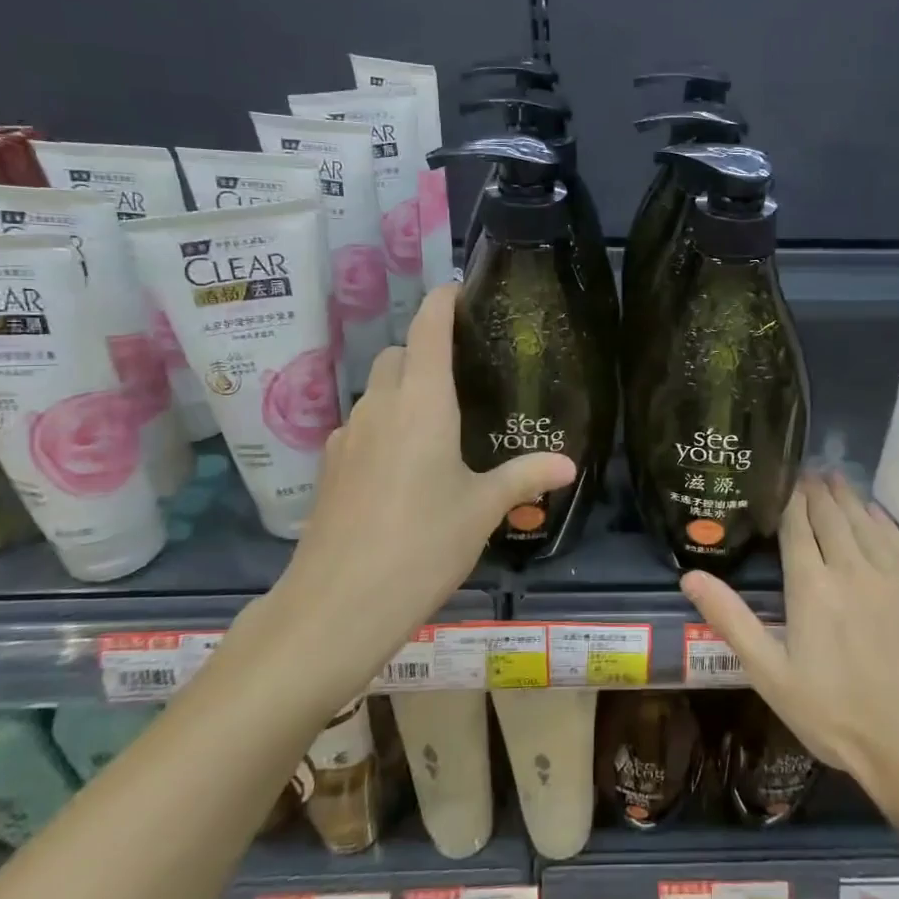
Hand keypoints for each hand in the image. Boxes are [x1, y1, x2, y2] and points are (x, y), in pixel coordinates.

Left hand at [278, 284, 575, 663]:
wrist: (336, 606)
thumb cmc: (422, 545)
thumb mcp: (482, 510)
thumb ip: (524, 477)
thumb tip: (569, 463)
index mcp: (423, 402)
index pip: (429, 327)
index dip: (444, 301)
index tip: (463, 292)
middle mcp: (380, 405)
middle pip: (400, 354)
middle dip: (427, 350)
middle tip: (464, 374)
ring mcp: (348, 434)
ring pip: (377, 389)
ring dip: (404, 389)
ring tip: (438, 424)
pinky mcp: (330, 465)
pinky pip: (362, 424)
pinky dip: (384, 424)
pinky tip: (402, 466)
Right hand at [680, 475, 898, 812]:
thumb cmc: (838, 715)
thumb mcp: (772, 675)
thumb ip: (732, 620)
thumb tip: (690, 576)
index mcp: (812, 586)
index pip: (798, 526)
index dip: (791, 499)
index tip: (785, 478)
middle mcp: (852, 567)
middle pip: (832, 515)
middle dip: (817, 491)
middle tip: (809, 471)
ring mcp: (894, 575)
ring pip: (865, 521)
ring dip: (848, 497)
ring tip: (836, 479)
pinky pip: (898, 539)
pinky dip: (881, 519)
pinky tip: (876, 513)